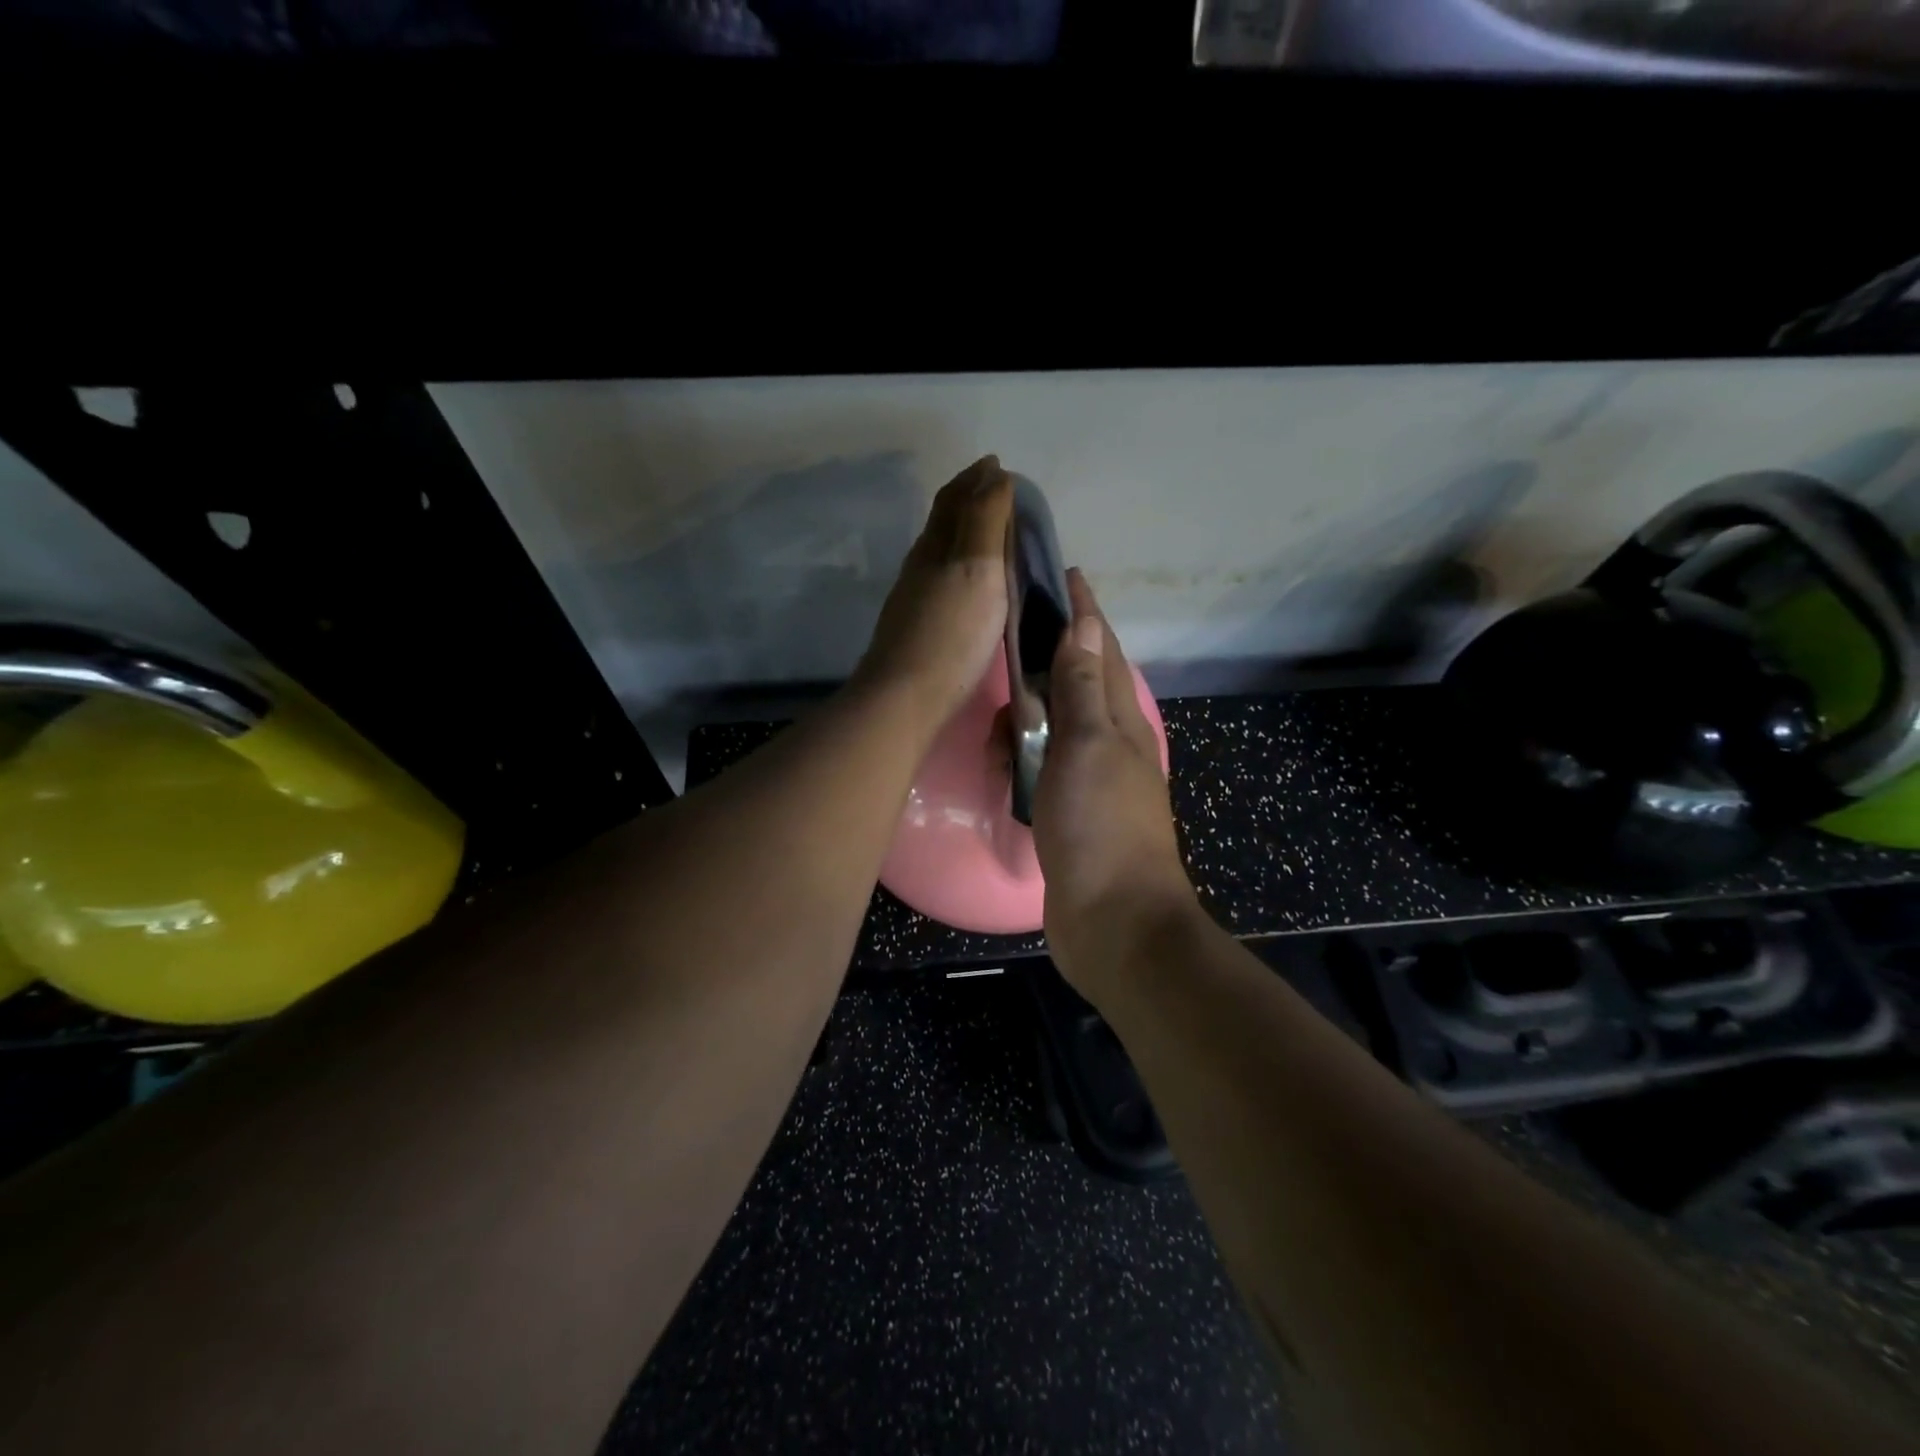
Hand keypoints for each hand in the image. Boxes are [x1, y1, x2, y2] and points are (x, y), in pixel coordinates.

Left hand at [853, 456, 1013, 731]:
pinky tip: (972, 587)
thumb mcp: (977, 568)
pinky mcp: (919, 629)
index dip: (976, 478)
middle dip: (970, 501)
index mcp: (935, 546)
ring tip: (993, 536)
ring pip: (942, 553)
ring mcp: (916, 599)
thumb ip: (985, 520)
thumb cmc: (951, 632)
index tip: (998, 466)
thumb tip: (993, 473)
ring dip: (965, 535)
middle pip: (944, 522)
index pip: (955, 498)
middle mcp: (921, 566)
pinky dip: (962, 568)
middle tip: (1000, 495)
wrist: (906, 697)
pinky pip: (944, 582)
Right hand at [1033, 571, 1198, 989]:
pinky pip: (1040, 769)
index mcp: (1121, 721)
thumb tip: (1085, 622)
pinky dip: (1021, 758)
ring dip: (1028, 715)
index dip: (1084, 612)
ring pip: (1054, 728)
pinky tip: (1001, 761)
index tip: (1064, 574)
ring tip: (998, 709)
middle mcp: (1110, 744)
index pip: (1101, 650)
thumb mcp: (1088, 746)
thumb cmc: (1101, 826)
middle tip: (1011, 636)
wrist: (1114, 922)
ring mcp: (1090, 781)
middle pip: (1078, 684)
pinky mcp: (1070, 814)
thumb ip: (1083, 686)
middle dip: (1050, 658)